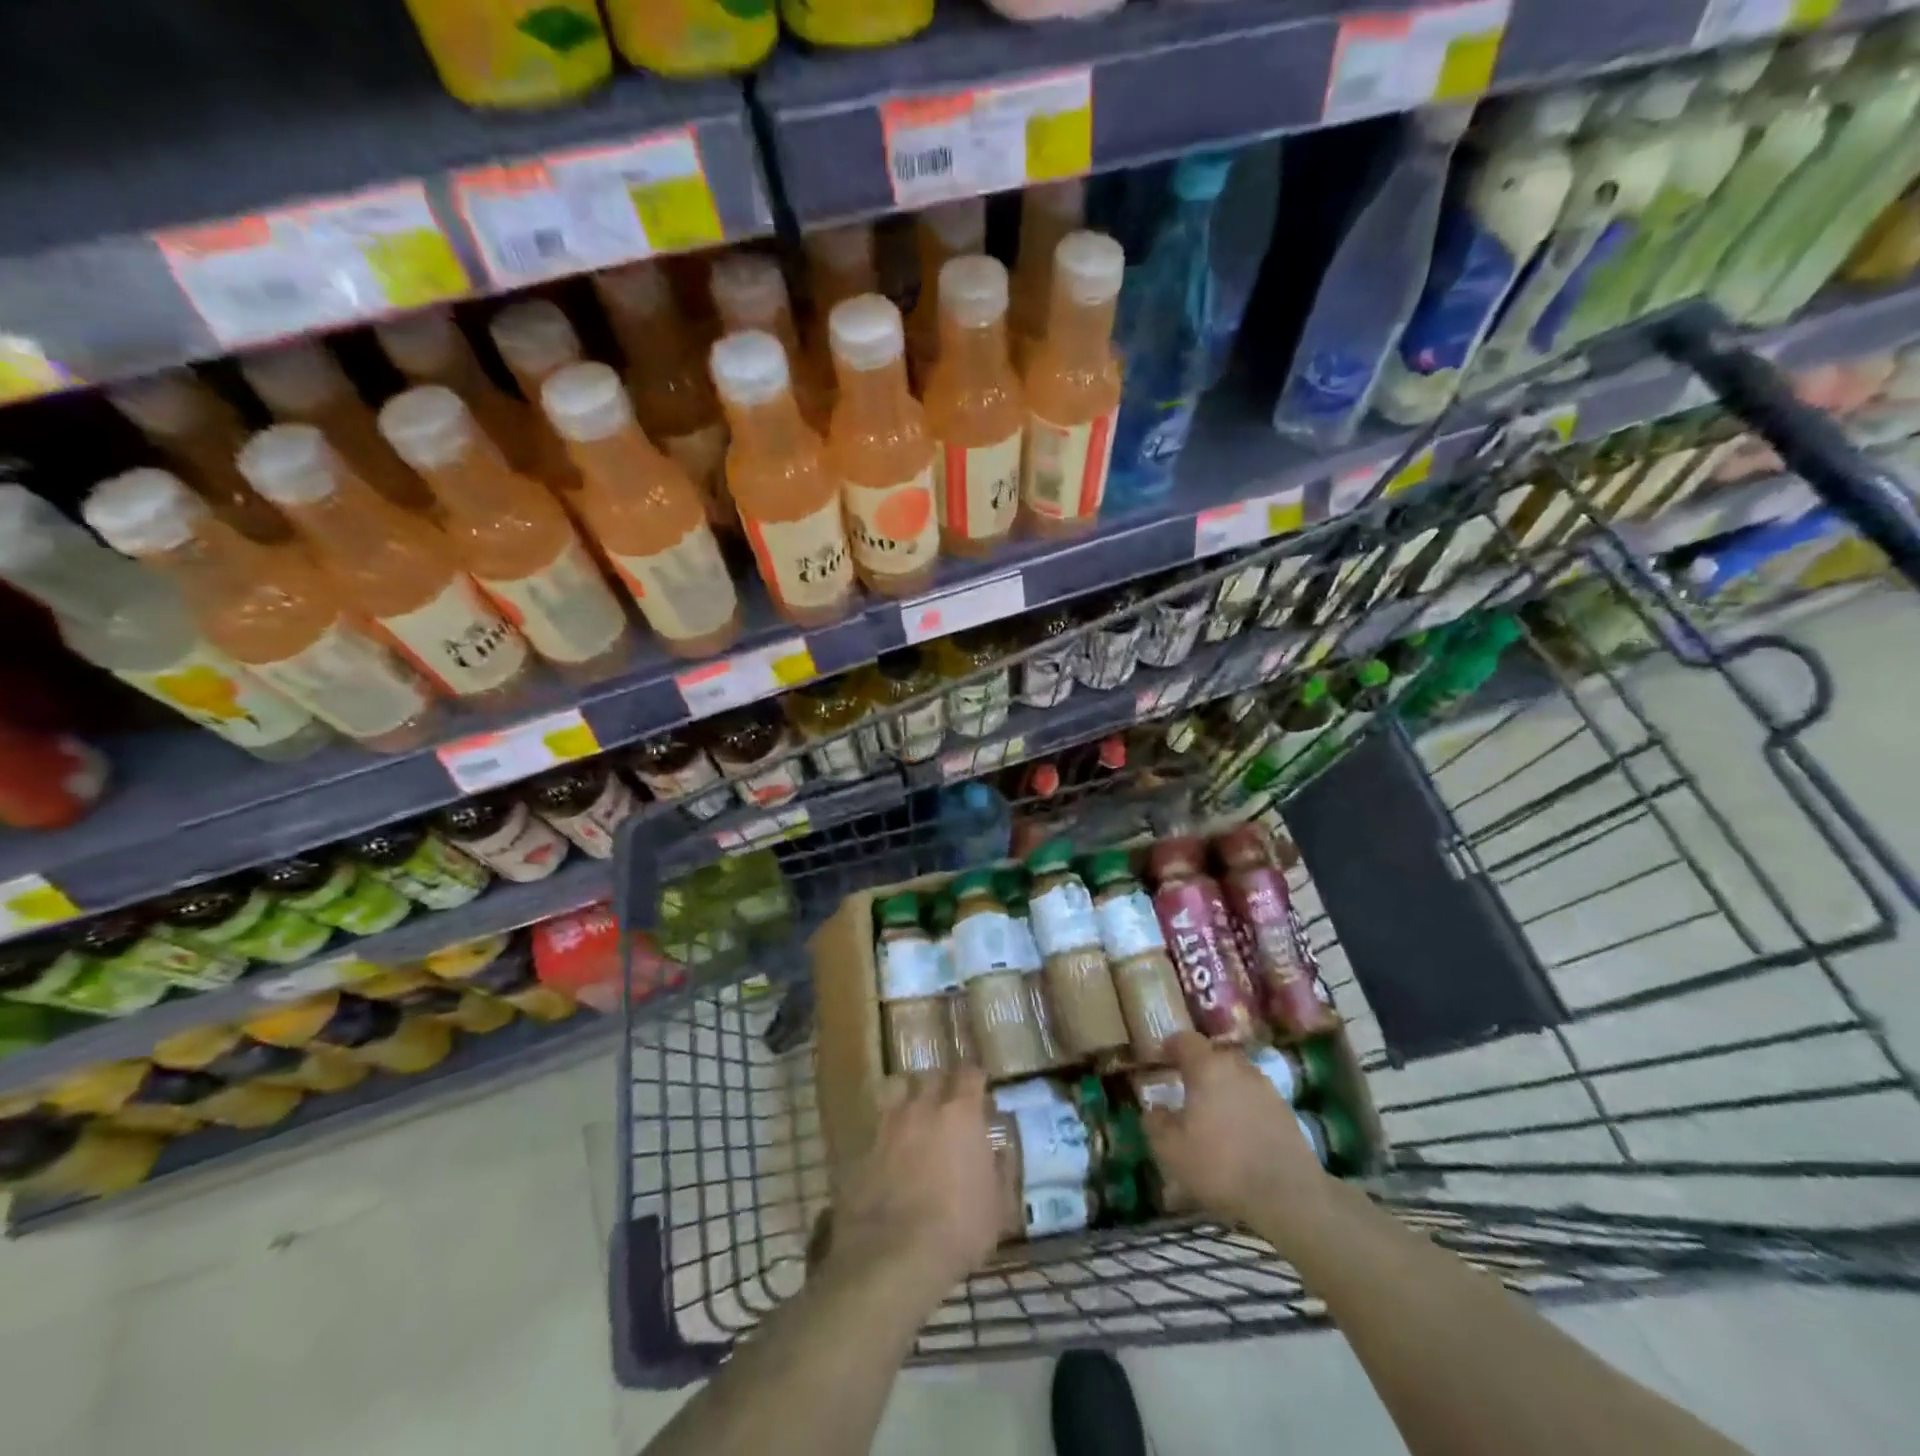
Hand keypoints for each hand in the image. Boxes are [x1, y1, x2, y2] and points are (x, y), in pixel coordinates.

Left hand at [827, 1067, 1000, 1300]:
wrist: (894, 1255)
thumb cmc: (958, 1228)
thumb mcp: (998, 1205)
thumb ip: (1001, 1169)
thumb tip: (999, 1150)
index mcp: (961, 1114)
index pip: (971, 1074)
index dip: (976, 1078)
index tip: (981, 1087)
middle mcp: (925, 1107)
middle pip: (933, 1076)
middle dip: (943, 1083)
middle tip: (949, 1099)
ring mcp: (891, 1124)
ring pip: (899, 1089)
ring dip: (910, 1095)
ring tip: (916, 1111)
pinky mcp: (865, 1147)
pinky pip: (879, 1124)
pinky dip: (888, 1128)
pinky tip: (892, 1146)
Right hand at [1143, 1032, 1334, 1238]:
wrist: (1288, 1196)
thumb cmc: (1220, 1166)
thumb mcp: (1171, 1150)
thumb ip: (1156, 1123)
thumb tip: (1155, 1108)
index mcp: (1207, 1067)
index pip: (1186, 1040)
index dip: (1171, 1045)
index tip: (1161, 1058)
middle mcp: (1238, 1068)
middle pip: (1214, 1056)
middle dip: (1199, 1067)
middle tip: (1186, 1088)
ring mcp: (1266, 1088)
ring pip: (1237, 1077)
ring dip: (1224, 1087)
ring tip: (1214, 1113)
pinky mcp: (1286, 1112)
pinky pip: (1256, 1098)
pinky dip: (1244, 1107)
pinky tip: (1239, 1133)